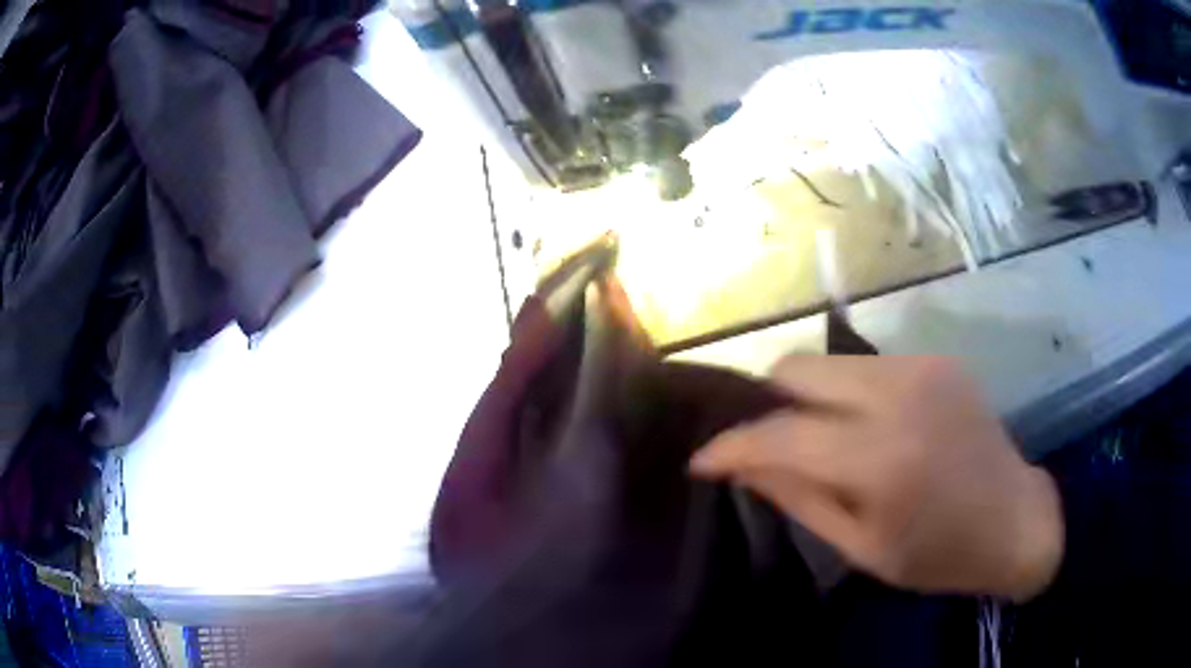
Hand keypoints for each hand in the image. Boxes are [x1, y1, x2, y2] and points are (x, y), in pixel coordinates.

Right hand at [690, 356, 1062, 600]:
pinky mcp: (935, 359)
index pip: (779, 434)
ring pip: (828, 361)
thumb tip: (743, 466)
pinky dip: (844, 392)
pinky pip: (865, 366)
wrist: (1016, 519)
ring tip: (814, 437)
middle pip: (796, 368)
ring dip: (806, 397)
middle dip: (765, 403)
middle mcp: (899, 393)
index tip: (700, 459)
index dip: (730, 445)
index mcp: (882, 458)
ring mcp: (921, 367)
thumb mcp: (861, 547)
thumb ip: (798, 499)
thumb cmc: (939, 554)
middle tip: (761, 443)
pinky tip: (861, 427)